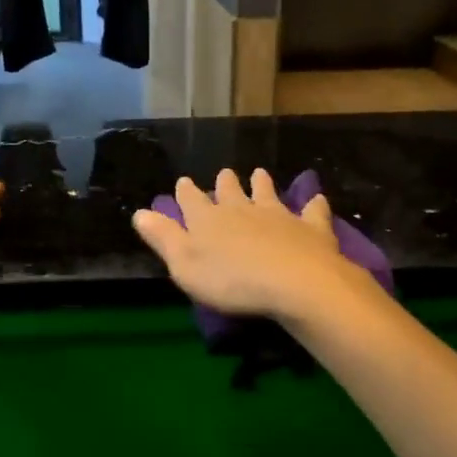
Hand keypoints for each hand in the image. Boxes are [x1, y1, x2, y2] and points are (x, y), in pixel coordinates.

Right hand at [131, 168, 363, 323]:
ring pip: (267, 193)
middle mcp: (241, 209)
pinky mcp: (310, 228)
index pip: (191, 200)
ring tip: (260, 174)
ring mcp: (278, 215)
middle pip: (230, 191)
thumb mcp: (184, 265)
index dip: (185, 192)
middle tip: (225, 174)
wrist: (294, 283)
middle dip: (225, 183)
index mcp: (208, 219)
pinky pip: (312, 211)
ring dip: (262, 184)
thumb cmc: (231, 280)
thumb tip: (140, 213)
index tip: (183, 182)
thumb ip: (163, 238)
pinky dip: (313, 204)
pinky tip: (317, 199)